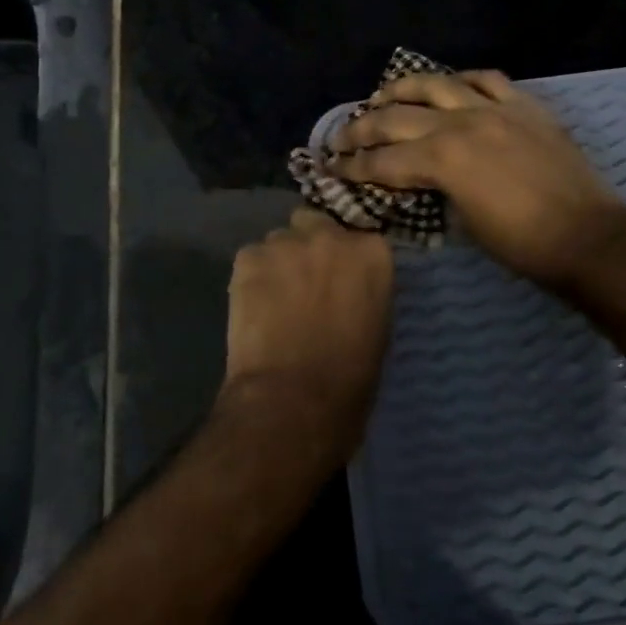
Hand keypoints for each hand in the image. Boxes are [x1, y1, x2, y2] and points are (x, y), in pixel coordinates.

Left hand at [222, 208, 393, 447]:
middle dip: (309, 247)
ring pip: (279, 240)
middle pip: (314, 224)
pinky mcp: (248, 258)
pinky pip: (250, 258)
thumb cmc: (349, 379)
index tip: (338, 280)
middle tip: (304, 283)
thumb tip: (348, 289)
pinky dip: (251, 277)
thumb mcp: (377, 328)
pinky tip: (252, 306)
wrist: (293, 400)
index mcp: (372, 253)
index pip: (359, 238)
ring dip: (279, 261)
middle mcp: (330, 236)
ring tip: (273, 298)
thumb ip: (363, 291)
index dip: (344, 259)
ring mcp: (286, 243)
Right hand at [327, 69, 625, 289]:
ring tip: (382, 95)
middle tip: (341, 135)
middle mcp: (461, 123)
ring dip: (401, 89)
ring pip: (436, 84)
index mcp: (442, 159)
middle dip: (361, 128)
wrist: (588, 236)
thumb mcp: (462, 222)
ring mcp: (494, 108)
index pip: (383, 161)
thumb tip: (415, 180)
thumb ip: (433, 190)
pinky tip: (450, 85)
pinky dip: (463, 80)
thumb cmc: (522, 244)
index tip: (332, 168)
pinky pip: (487, 79)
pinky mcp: (524, 105)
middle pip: (396, 117)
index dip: (353, 167)